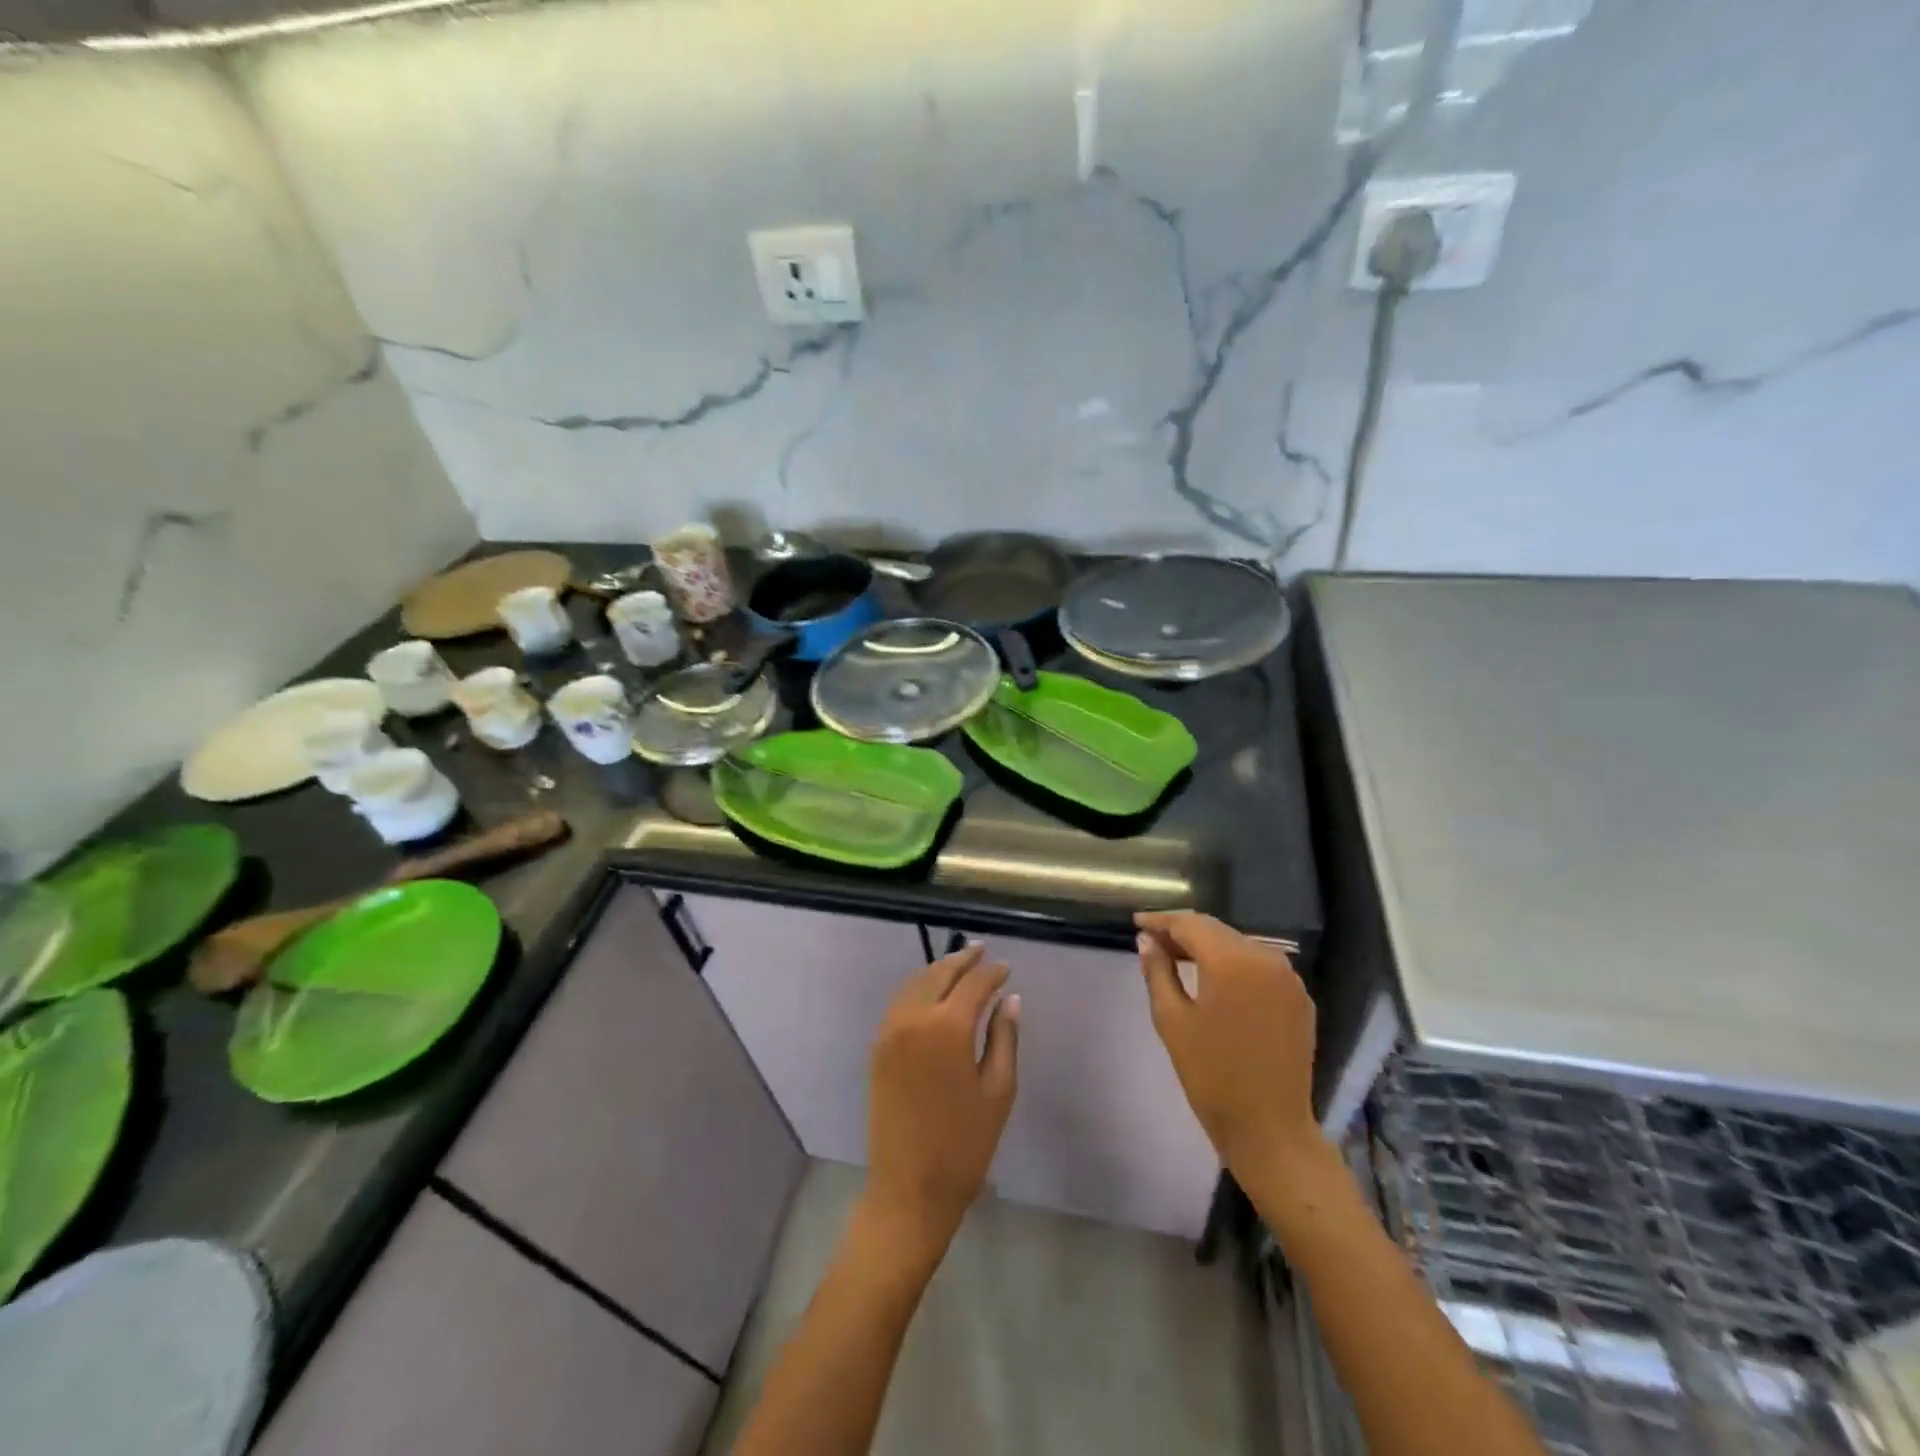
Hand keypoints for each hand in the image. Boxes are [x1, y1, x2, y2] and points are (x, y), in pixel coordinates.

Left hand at [863, 944, 1019, 1256]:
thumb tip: (1009, 1000)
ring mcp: (890, 1031)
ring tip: (959, 966)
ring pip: (914, 983)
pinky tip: (932, 994)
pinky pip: (898, 1003)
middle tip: (981, 951)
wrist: (908, 1189)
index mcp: (948, 1028)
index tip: (1006, 968)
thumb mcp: (998, 1091)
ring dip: (937, 970)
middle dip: (962, 960)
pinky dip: (917, 989)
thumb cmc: (964, 1145)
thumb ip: (1004, 1038)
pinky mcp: (878, 1047)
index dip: (992, 972)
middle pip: (939, 974)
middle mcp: (914, 1019)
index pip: (973, 984)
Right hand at [1136, 911, 1318, 1177]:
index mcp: (1232, 960)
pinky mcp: (1299, 997)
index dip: (1161, 920)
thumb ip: (1158, 971)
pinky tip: (1214, 978)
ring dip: (1208, 946)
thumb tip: (1147, 940)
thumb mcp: (1172, 1020)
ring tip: (1177, 957)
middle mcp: (1265, 957)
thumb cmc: (1212, 1076)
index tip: (1137, 922)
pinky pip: (1259, 966)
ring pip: (1238, 945)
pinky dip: (1233, 964)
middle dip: (1183, 932)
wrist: (1270, 1129)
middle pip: (1216, 930)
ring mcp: (1288, 977)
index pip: (1190, 923)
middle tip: (1152, 941)